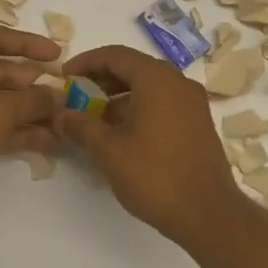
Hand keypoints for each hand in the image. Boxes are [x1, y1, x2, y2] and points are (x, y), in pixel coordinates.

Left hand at [0, 25, 61, 228]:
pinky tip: (48, 142)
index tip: (59, 55)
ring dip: (31, 111)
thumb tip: (59, 97)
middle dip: (35, 84)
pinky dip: (19, 132)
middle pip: (1, 72)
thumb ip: (34, 100)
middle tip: (68, 95)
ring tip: (64, 122)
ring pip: (0, 102)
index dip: (30, 44)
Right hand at [52, 45, 246, 249]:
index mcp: (157, 79)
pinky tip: (121, 133)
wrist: (207, 212)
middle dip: (101, 80)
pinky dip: (138, 108)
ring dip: (119, 96)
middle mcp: (178, 82)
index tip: (64, 78)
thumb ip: (81, 127)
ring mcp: (192, 103)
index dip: (85, 62)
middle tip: (76, 97)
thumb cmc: (155, 176)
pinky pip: (163, 103)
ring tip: (93, 119)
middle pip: (133, 68)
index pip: (115, 55)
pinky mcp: (198, 123)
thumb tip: (61, 115)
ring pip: (149, 87)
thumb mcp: (109, 151)